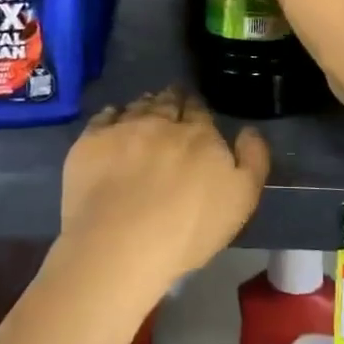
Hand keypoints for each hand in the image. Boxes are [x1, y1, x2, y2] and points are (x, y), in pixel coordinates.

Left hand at [58, 88, 269, 294]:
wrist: (121, 243)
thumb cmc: (188, 229)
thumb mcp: (241, 200)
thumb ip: (252, 160)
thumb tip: (249, 130)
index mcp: (199, 134)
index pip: (199, 110)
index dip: (197, 109)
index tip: (195, 112)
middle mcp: (161, 122)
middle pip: (168, 102)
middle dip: (172, 100)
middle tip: (171, 102)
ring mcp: (123, 128)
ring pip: (137, 106)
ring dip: (144, 105)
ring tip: (144, 108)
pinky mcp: (91, 141)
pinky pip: (103, 116)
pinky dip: (111, 115)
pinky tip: (112, 121)